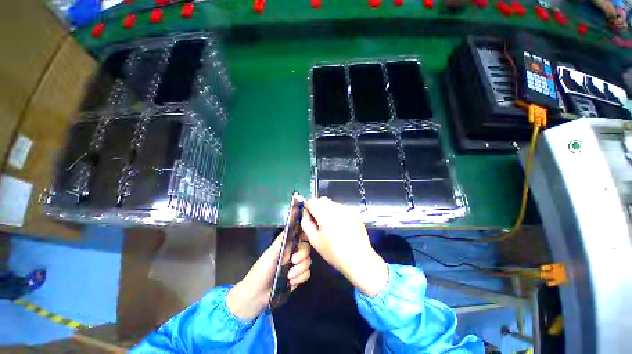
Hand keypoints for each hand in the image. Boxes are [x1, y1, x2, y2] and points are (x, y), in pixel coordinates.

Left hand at [227, 232, 310, 320]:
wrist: (257, 296)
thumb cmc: (262, 271)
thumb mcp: (271, 253)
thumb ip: (282, 240)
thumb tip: (293, 225)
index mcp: (286, 245)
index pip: (300, 235)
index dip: (305, 236)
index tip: (303, 242)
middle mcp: (293, 253)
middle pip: (307, 249)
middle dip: (301, 257)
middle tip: (292, 262)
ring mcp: (296, 265)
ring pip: (308, 262)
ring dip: (299, 270)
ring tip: (288, 276)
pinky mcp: (298, 277)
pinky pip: (307, 274)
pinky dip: (300, 278)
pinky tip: (291, 283)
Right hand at [301, 197, 387, 296]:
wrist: (359, 259)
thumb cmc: (334, 253)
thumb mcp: (315, 240)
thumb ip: (306, 224)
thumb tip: (306, 214)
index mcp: (325, 214)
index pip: (311, 201)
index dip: (307, 208)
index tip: (309, 218)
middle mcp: (337, 207)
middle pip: (322, 200)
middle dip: (317, 207)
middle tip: (319, 221)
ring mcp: (348, 208)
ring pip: (332, 203)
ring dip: (328, 210)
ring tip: (331, 225)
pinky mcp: (355, 211)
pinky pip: (342, 207)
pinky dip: (338, 213)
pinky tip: (342, 225)